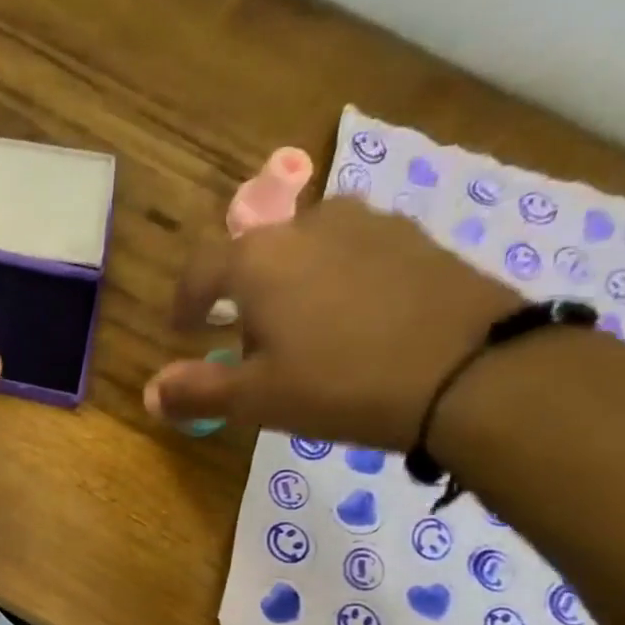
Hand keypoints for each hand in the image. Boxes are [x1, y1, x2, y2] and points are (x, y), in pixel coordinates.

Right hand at [145, 198, 521, 449]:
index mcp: (258, 260)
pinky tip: (358, 323)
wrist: (475, 372)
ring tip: (306, 331)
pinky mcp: (419, 239)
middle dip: (243, 295)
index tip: (184, 329)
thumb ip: (198, 391)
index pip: (201, 268)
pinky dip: (342, 282)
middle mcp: (309, 225)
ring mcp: (371, 225)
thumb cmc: (342, 384)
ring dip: (294, 284)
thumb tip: (150, 392)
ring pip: (310, 250)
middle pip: (257, 254)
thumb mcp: (257, 399)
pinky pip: (357, 255)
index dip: (185, 301)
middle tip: (249, 343)